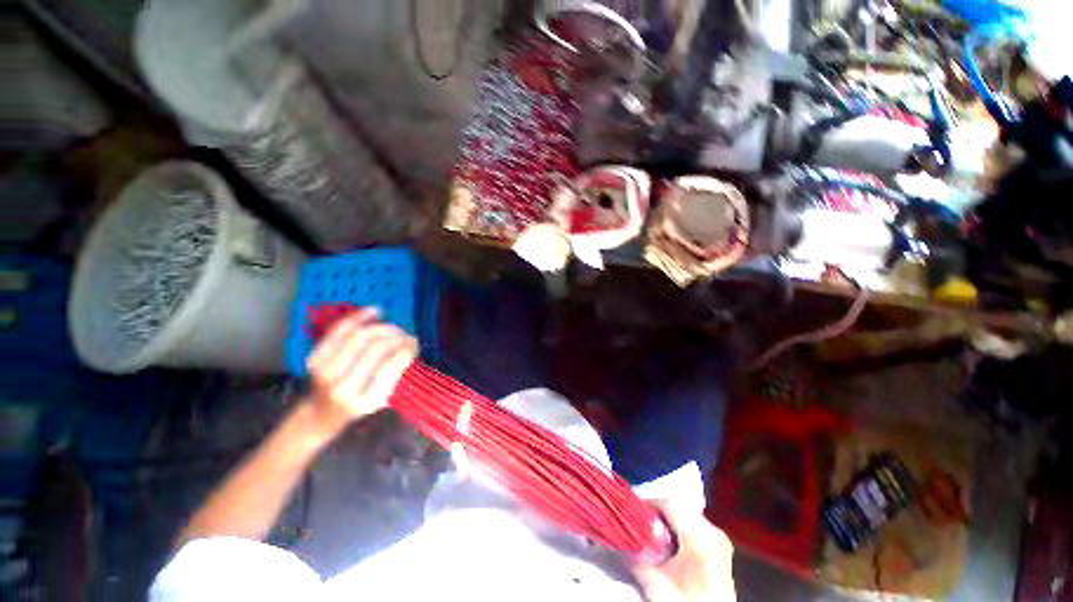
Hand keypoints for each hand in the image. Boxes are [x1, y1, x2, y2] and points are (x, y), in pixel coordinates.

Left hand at [307, 308, 417, 429]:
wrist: (321, 415)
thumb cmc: (359, 408)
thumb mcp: (383, 401)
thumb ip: (397, 378)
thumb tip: (411, 347)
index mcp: (363, 401)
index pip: (390, 367)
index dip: (406, 350)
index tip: (416, 343)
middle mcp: (342, 386)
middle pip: (375, 348)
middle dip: (397, 337)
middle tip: (408, 335)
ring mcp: (325, 371)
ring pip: (359, 336)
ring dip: (383, 327)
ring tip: (395, 328)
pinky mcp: (315, 359)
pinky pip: (339, 330)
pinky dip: (359, 317)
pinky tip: (376, 311)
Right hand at [633, 503, 735, 601]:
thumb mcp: (655, 580)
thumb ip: (634, 553)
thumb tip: (618, 535)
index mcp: (701, 532)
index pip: (667, 503)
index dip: (645, 503)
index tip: (627, 509)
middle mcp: (713, 530)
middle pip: (676, 508)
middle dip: (654, 513)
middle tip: (634, 521)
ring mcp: (718, 540)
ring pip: (683, 517)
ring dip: (663, 522)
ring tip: (645, 533)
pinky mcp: (717, 551)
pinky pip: (691, 528)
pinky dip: (675, 531)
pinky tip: (662, 544)